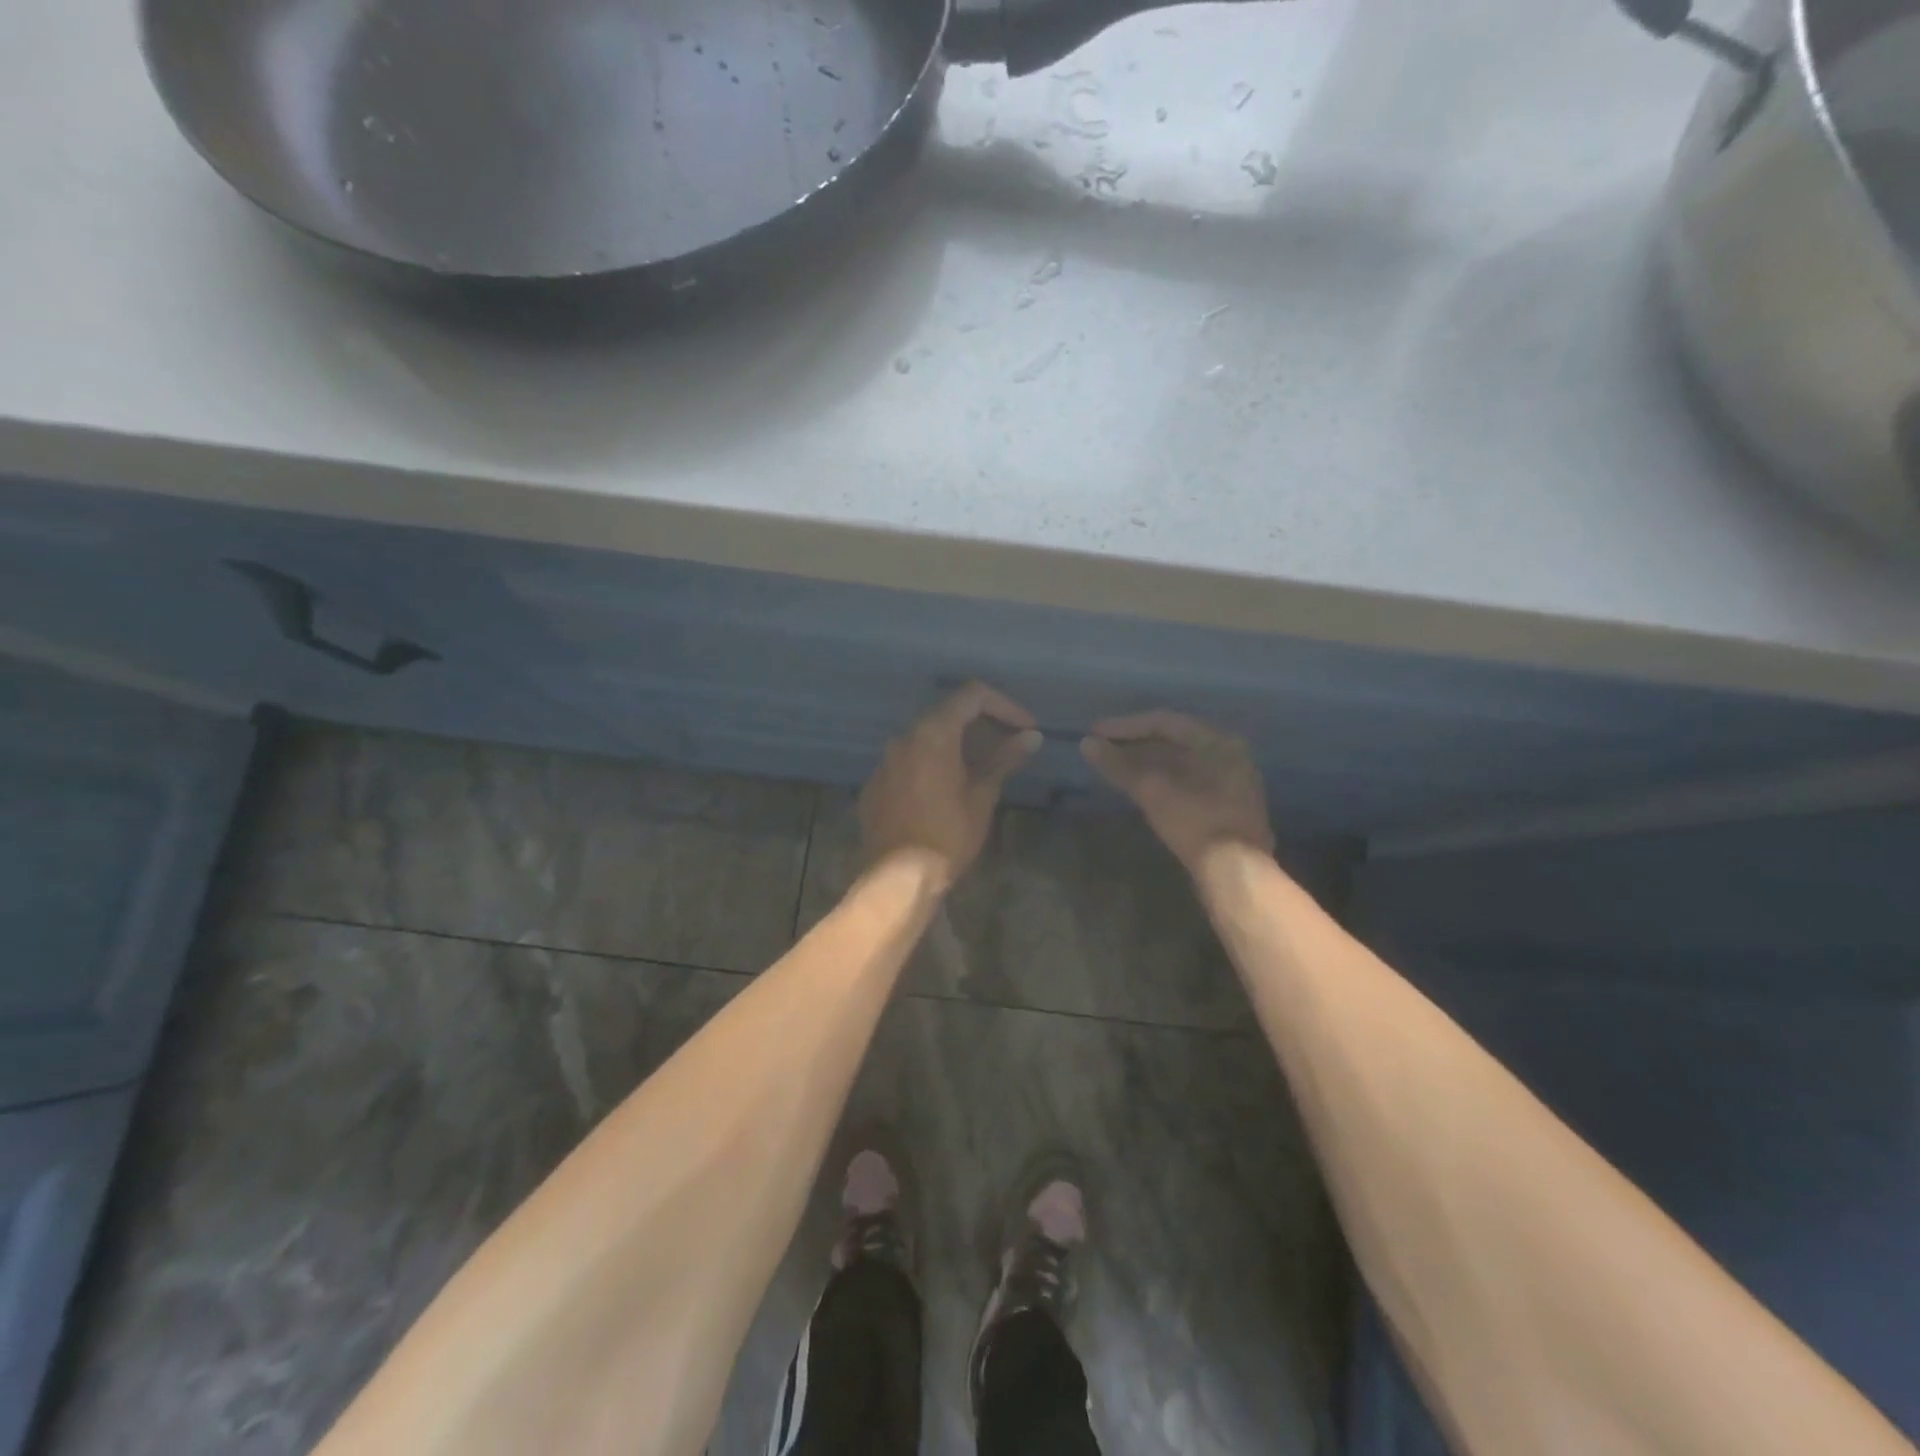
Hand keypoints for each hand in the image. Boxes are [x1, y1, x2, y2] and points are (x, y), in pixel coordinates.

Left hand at [859, 682, 1041, 884]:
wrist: (898, 877)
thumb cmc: (948, 834)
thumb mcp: (982, 795)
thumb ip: (1004, 759)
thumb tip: (1031, 737)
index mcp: (932, 732)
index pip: (972, 696)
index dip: (1005, 706)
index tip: (1026, 728)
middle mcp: (904, 737)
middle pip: (947, 713)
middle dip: (982, 724)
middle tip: (1009, 745)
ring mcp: (885, 761)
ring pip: (926, 739)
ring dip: (956, 745)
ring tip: (982, 768)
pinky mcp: (875, 785)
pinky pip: (908, 763)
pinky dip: (932, 765)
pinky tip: (946, 790)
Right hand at [1081, 710, 1274, 875]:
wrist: (1236, 873)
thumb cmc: (1195, 821)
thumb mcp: (1152, 790)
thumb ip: (1119, 765)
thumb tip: (1087, 744)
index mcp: (1217, 741)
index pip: (1164, 722)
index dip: (1125, 726)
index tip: (1096, 733)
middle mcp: (1230, 754)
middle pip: (1175, 740)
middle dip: (1136, 743)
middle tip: (1104, 748)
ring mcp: (1234, 781)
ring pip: (1182, 762)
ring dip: (1148, 762)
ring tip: (1117, 767)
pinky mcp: (1229, 806)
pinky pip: (1190, 780)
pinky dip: (1163, 779)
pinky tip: (1143, 789)